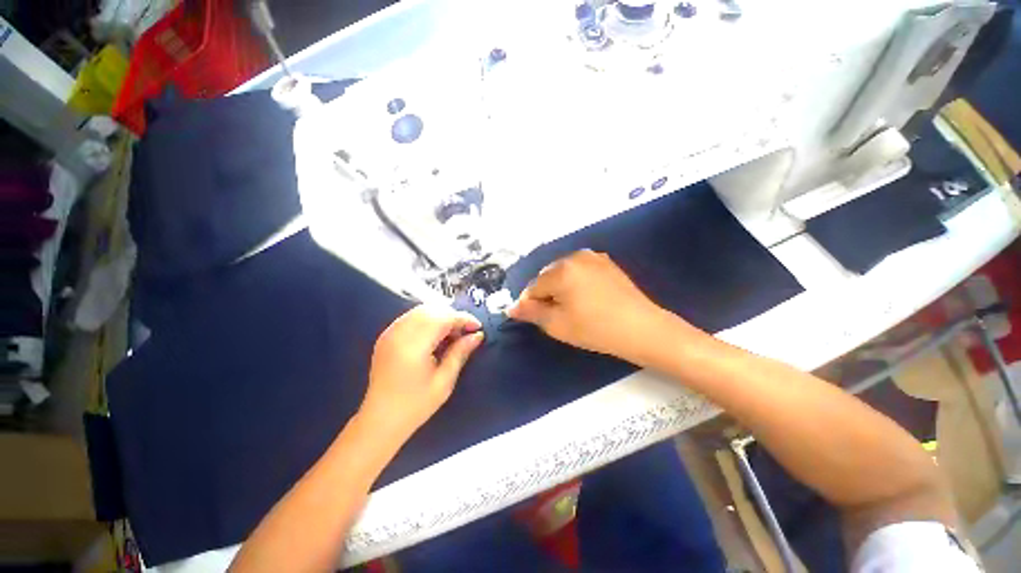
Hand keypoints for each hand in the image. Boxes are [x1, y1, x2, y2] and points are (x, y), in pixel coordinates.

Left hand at [359, 305, 484, 440]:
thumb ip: (460, 353)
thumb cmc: (416, 405)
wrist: (380, 420)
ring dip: (441, 317)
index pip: (443, 318)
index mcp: (413, 346)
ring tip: (452, 335)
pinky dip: (428, 320)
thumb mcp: (444, 381)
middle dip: (453, 316)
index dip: (463, 319)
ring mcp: (390, 333)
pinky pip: (411, 317)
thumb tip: (477, 335)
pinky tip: (435, 336)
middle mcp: (399, 333)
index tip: (478, 328)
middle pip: (432, 310)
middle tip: (466, 333)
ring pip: (421, 311)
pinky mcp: (386, 336)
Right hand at [508, 250, 670, 363]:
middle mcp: (575, 256)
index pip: (533, 286)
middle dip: (546, 294)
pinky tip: (586, 298)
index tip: (534, 318)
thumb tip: (512, 307)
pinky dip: (575, 282)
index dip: (530, 303)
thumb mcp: (557, 324)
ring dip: (560, 287)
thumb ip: (531, 313)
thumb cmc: (595, 329)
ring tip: (571, 307)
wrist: (642, 328)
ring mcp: (593, 257)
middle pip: (548, 276)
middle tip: (555, 315)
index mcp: (561, 270)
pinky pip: (580, 270)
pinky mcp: (606, 263)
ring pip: (563, 272)